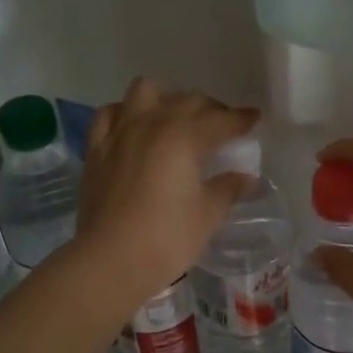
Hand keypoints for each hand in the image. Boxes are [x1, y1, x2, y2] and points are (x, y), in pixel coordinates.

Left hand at [71, 78, 259, 316]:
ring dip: (166, 98)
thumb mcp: (207, 215)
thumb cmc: (167, 239)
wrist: (110, 260)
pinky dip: (126, 113)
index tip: (255, 119)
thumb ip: (228, 190)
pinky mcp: (96, 148)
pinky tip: (134, 127)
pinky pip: (110, 113)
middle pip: (188, 100)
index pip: (222, 120)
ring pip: (145, 91)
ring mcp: (120, 132)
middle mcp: (153, 124)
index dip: (242, 119)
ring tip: (176, 118)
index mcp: (185, 137)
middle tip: (223, 126)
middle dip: (211, 108)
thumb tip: (246, 178)